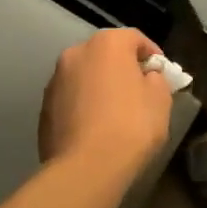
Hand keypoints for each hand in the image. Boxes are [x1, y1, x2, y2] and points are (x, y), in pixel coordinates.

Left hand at [38, 29, 174, 177]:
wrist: (85, 169)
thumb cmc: (131, 126)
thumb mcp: (160, 99)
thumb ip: (156, 79)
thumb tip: (147, 77)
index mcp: (107, 43)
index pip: (135, 38)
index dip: (152, 55)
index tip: (163, 75)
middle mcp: (76, 53)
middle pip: (106, 54)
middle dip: (122, 69)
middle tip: (139, 92)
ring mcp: (55, 80)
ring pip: (85, 76)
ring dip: (100, 86)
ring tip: (114, 113)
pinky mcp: (43, 108)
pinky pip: (71, 99)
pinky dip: (83, 106)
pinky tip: (94, 129)